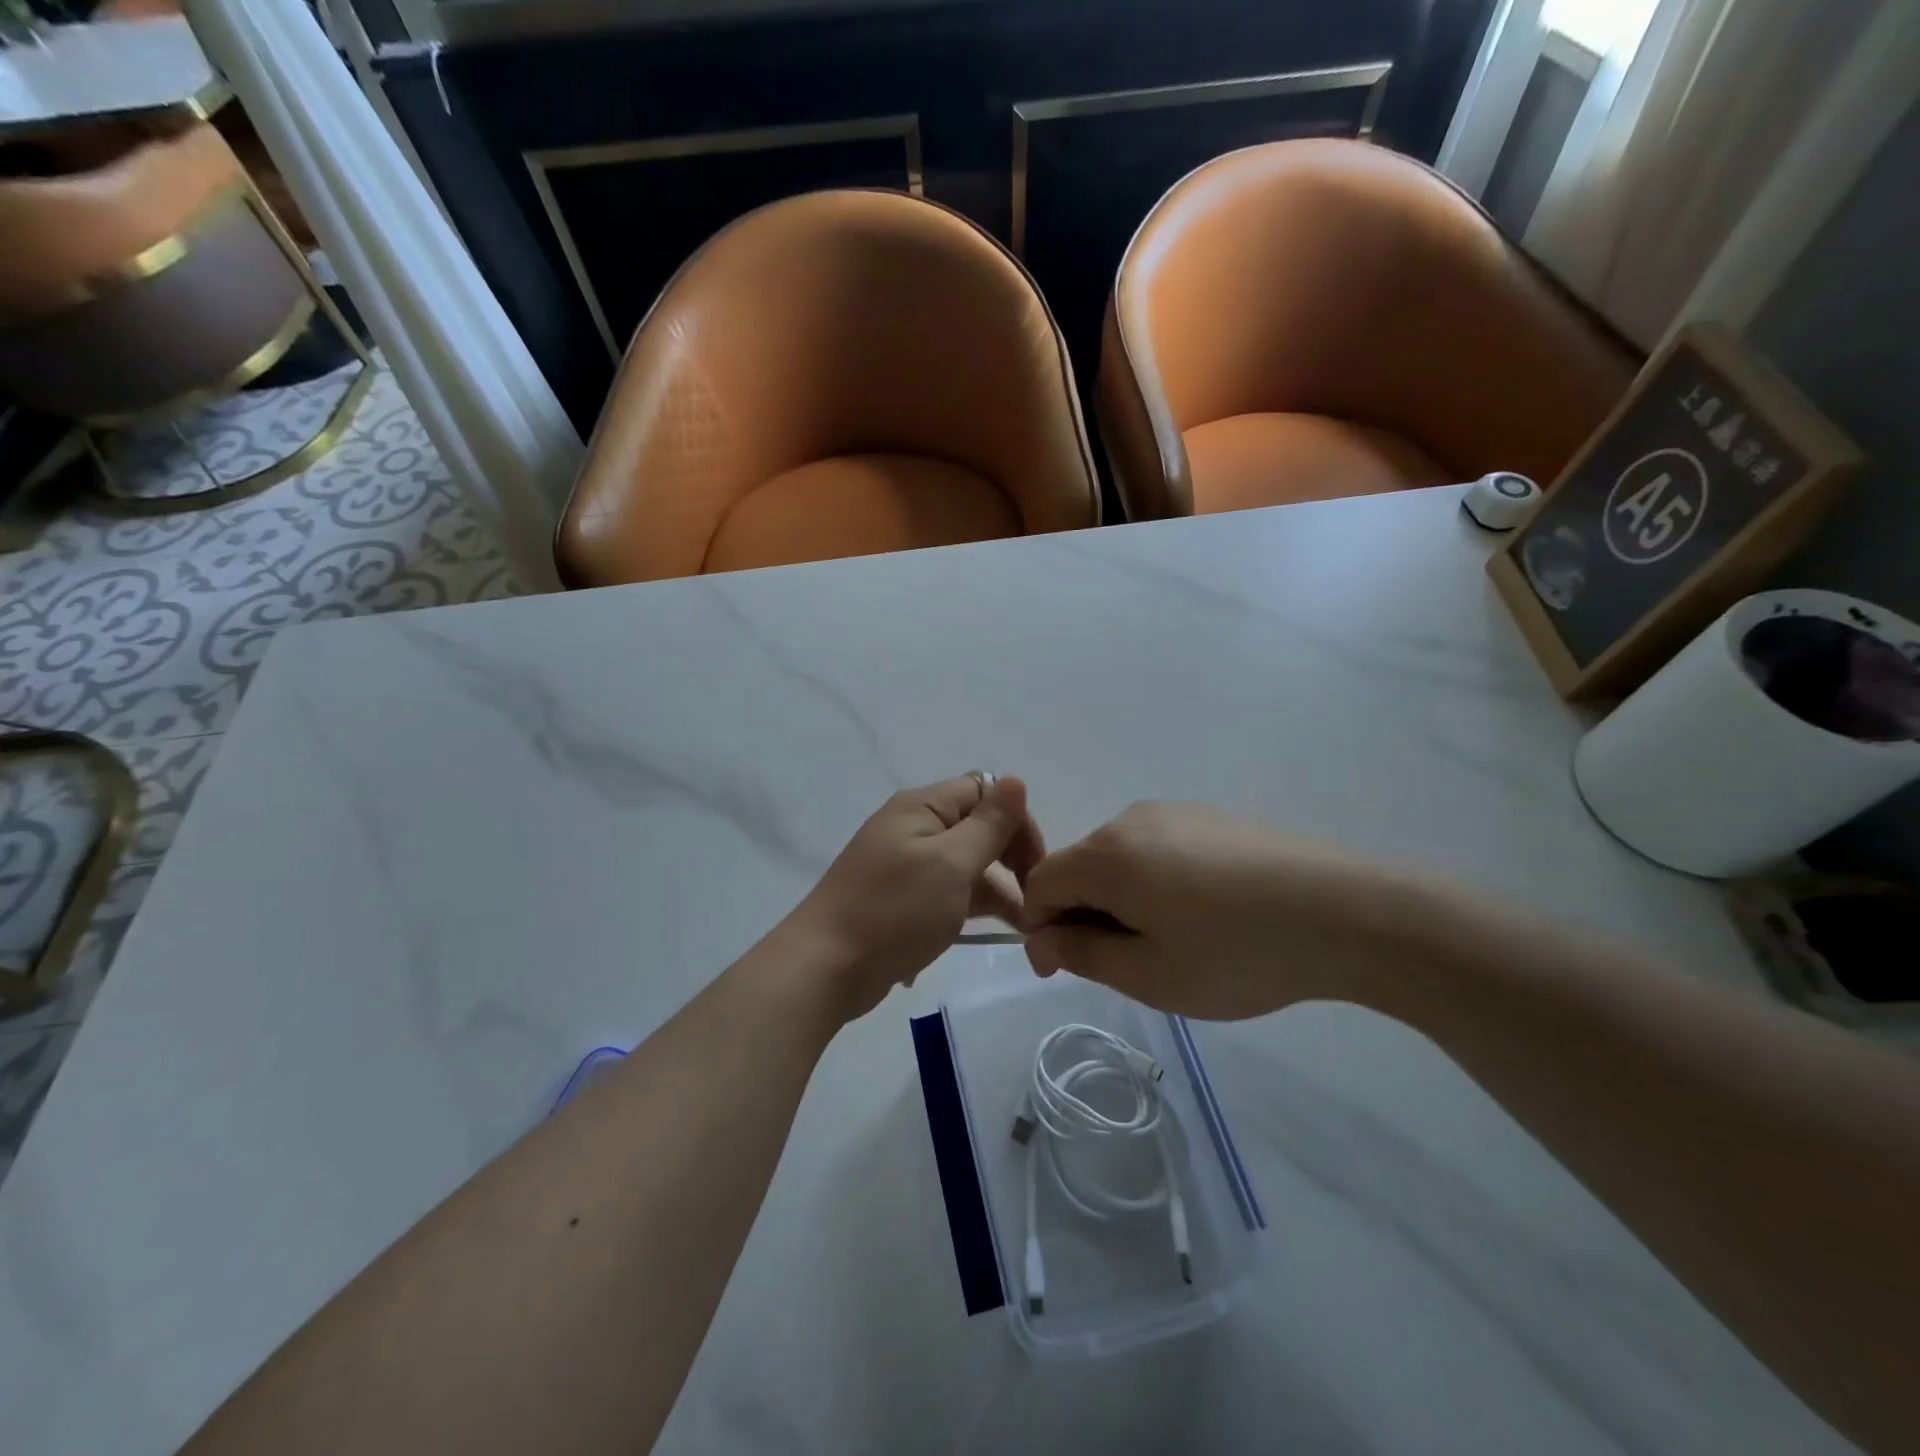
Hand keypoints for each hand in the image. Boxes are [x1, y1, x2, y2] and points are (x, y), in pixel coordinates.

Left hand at [784, 774, 1045, 1019]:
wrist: (825, 968)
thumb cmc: (894, 910)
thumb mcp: (951, 863)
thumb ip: (988, 824)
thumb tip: (1016, 780)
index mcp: (922, 806)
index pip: (986, 792)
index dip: (1016, 822)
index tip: (1037, 866)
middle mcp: (913, 826)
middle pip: (977, 827)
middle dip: (1010, 858)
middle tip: (1034, 900)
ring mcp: (904, 864)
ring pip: (964, 864)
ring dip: (995, 890)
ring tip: (1023, 928)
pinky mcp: (900, 900)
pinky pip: (945, 892)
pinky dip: (968, 908)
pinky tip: (987, 936)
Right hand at [1020, 801, 1426, 1019]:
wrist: (1346, 911)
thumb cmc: (1236, 952)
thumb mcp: (1150, 974)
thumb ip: (1083, 954)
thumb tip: (1043, 941)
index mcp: (1106, 854)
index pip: (1040, 884)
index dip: (1042, 929)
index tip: (1070, 968)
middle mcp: (1130, 819)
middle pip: (1079, 867)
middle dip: (1085, 914)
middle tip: (1131, 965)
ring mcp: (1175, 812)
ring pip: (1120, 858)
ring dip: (1123, 899)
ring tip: (1176, 941)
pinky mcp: (1211, 816)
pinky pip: (1158, 848)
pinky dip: (1157, 881)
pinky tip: (1208, 913)